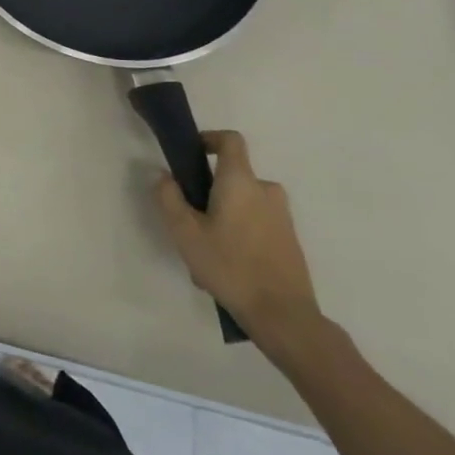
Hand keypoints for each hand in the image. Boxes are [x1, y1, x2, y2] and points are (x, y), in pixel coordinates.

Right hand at [155, 130, 323, 351]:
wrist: (284, 315)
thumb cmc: (230, 266)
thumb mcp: (185, 233)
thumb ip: (169, 198)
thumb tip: (164, 176)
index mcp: (240, 181)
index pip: (231, 140)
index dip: (210, 139)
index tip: (193, 154)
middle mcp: (266, 190)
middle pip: (233, 177)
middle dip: (209, 193)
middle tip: (189, 223)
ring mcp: (282, 216)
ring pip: (243, 205)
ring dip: (223, 219)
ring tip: (205, 255)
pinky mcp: (290, 240)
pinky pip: (257, 224)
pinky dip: (240, 235)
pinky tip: (226, 270)